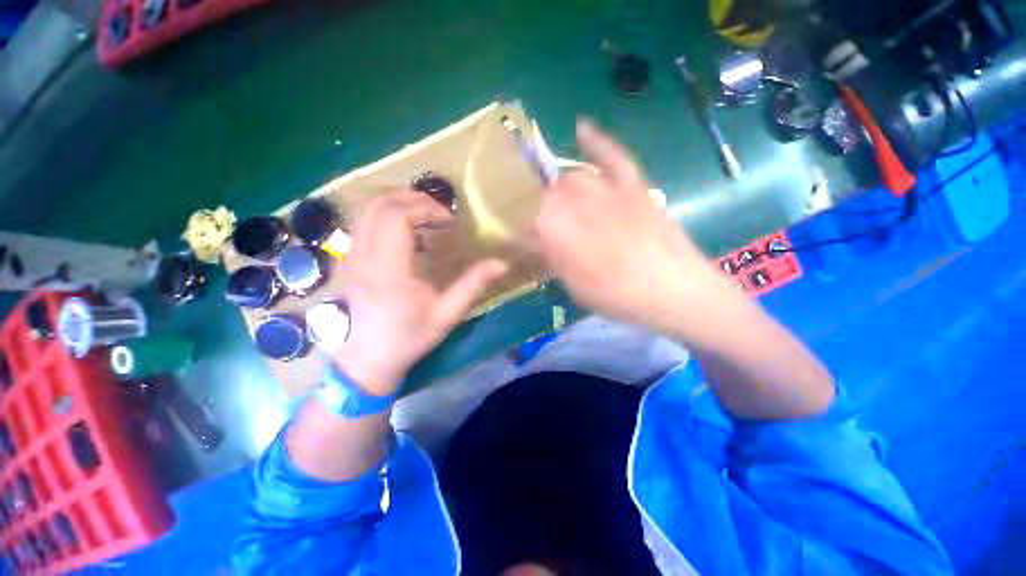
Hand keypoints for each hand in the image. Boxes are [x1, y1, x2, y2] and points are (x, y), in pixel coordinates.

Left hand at [332, 191, 507, 395]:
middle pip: (380, 204)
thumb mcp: (447, 314)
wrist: (367, 359)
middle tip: (439, 213)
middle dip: (413, 199)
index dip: (426, 208)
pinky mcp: (349, 260)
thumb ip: (473, 285)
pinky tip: (406, 233)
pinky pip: (364, 222)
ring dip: (398, 203)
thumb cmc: (408, 337)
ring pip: (367, 210)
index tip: (449, 222)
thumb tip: (501, 263)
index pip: (398, 216)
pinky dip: (385, 215)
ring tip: (425, 217)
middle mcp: (364, 255)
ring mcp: (351, 256)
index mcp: (389, 269)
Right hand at [533, 120, 735, 333]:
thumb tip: (537, 247)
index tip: (515, 240)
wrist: (674, 290)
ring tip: (555, 200)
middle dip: (536, 210)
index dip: (517, 233)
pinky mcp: (632, 184)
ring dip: (558, 188)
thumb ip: (553, 261)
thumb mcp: (575, 287)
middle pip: (545, 196)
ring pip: (570, 178)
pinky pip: (612, 156)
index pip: (526, 224)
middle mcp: (575, 203)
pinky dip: (597, 140)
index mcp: (557, 232)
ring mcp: (607, 189)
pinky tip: (581, 127)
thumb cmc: (617, 297)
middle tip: (538, 225)